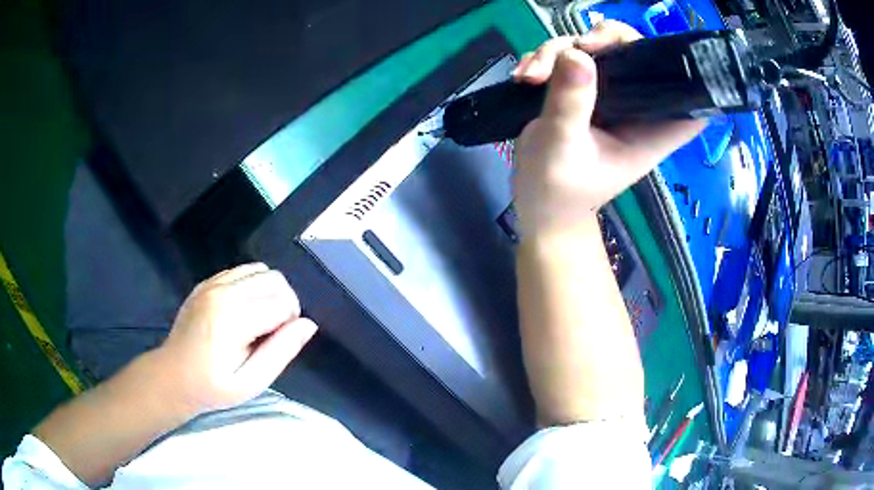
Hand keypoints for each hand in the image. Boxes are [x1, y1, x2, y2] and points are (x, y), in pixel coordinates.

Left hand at [158, 263, 317, 412]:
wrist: (172, 376)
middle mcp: (222, 292)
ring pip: (260, 270)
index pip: (283, 303)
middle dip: (285, 303)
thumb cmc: (212, 387)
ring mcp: (211, 284)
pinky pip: (241, 271)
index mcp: (232, 318)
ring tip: (259, 320)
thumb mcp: (251, 382)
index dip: (291, 324)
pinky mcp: (206, 283)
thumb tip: (308, 325)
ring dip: (269, 292)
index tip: (277, 345)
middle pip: (275, 279)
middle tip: (273, 332)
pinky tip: (242, 311)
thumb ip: (281, 352)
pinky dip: (251, 286)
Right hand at [512, 21, 704, 236]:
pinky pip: (570, 56)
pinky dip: (545, 58)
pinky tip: (523, 77)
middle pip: (636, 52)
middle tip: (577, 47)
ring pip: (595, 48)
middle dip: (605, 39)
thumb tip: (575, 53)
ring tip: (529, 77)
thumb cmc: (557, 189)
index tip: (646, 54)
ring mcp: (609, 95)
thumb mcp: (560, 147)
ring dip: (559, 50)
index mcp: (650, 128)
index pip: (686, 96)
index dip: (678, 68)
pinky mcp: (584, 90)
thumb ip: (571, 103)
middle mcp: (634, 106)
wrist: (538, 202)